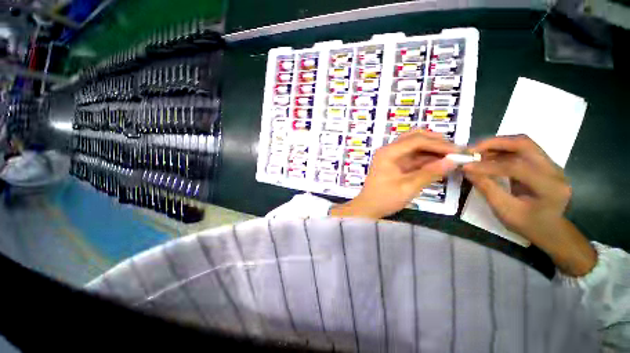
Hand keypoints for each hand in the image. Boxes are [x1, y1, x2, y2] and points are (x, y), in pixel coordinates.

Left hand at [331, 130, 456, 218]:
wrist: (368, 208)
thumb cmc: (385, 198)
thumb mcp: (408, 187)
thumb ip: (430, 173)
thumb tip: (453, 160)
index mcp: (388, 152)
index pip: (416, 140)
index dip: (438, 143)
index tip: (457, 151)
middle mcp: (389, 150)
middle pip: (414, 138)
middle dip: (435, 142)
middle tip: (454, 150)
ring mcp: (392, 157)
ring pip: (415, 146)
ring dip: (432, 150)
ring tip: (451, 157)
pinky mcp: (395, 164)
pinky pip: (413, 157)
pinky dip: (426, 159)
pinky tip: (439, 164)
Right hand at [464, 135, 595, 275]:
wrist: (551, 230)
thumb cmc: (528, 225)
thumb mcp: (505, 211)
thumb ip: (487, 188)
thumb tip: (467, 170)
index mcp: (549, 187)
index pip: (517, 167)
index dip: (488, 166)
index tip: (465, 166)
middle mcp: (555, 170)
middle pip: (524, 144)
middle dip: (495, 143)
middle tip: (472, 150)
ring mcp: (551, 165)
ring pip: (523, 144)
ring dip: (498, 145)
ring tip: (477, 153)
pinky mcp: (544, 164)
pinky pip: (522, 150)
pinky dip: (503, 150)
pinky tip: (488, 157)